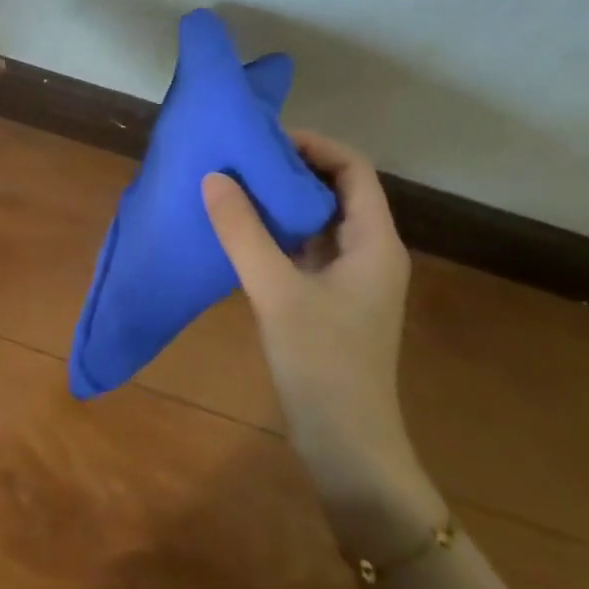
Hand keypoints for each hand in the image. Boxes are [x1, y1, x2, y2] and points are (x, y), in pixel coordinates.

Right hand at [202, 131, 421, 492]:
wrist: (348, 449)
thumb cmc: (323, 365)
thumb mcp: (277, 293)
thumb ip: (243, 233)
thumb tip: (213, 177)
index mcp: (375, 242)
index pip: (353, 169)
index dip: (313, 145)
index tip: (264, 139)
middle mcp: (370, 252)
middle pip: (336, 190)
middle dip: (291, 169)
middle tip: (240, 158)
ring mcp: (350, 279)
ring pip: (318, 221)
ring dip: (281, 201)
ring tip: (234, 186)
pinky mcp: (330, 301)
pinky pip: (305, 250)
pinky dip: (277, 233)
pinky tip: (240, 233)